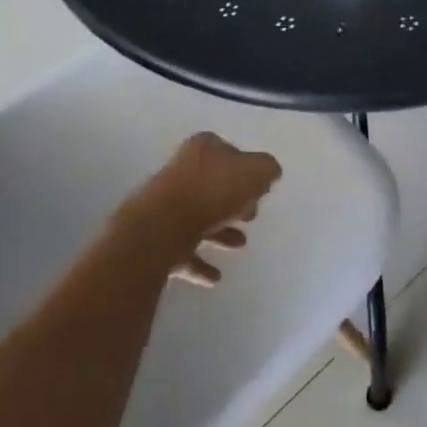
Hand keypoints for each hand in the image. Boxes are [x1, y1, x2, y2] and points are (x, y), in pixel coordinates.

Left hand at [125, 133, 282, 286]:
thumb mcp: (255, 172)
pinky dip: (200, 262)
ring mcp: (167, 205)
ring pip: (200, 217)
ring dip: (221, 232)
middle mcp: (182, 172)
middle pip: (213, 186)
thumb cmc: (212, 192)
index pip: (229, 152)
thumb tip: (269, 173)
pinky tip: (215, 277)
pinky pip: (184, 249)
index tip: (259, 190)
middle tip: (251, 216)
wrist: (162, 228)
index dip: (246, 170)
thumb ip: (266, 169)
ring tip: (240, 245)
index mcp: (203, 149)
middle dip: (234, 202)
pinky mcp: (157, 237)